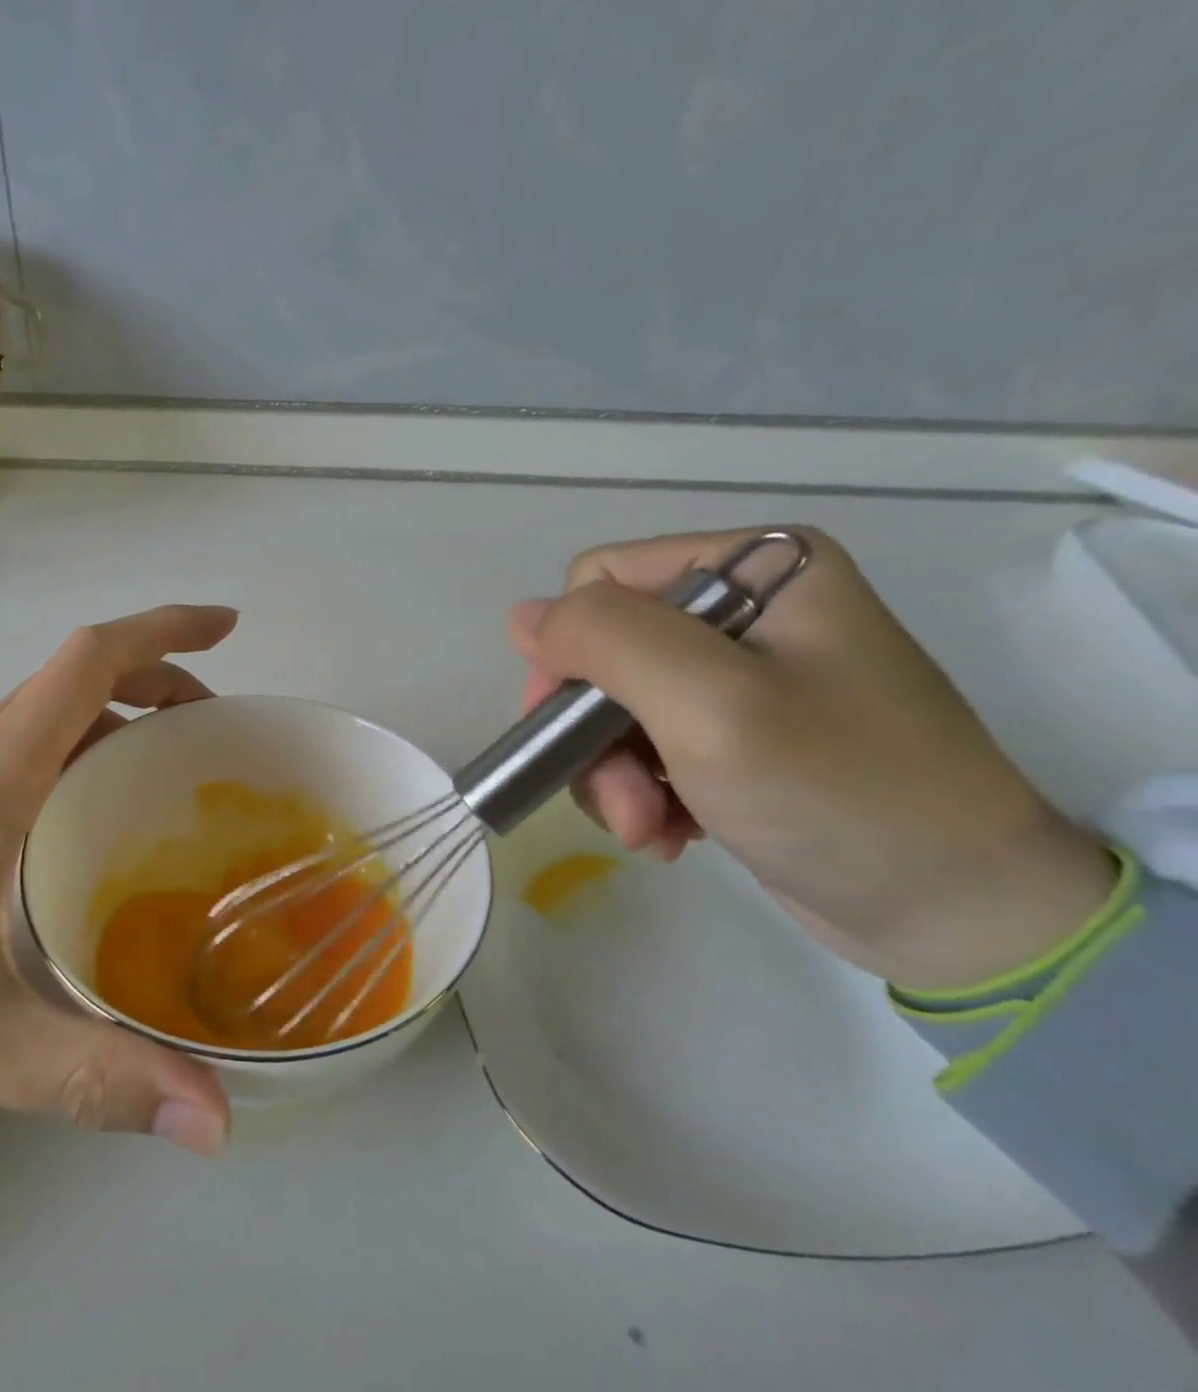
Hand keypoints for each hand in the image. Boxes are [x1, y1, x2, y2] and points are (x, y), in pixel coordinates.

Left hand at [0, 605, 238, 1155]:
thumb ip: (90, 1077)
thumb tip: (213, 1117)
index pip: (90, 660)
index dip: (165, 631)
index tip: (227, 628)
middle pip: (81, 675)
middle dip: (162, 680)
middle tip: (218, 733)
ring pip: (54, 709)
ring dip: (123, 712)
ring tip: (175, 771)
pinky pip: (28, 744)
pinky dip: (84, 748)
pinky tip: (94, 818)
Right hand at [510, 528, 1114, 990]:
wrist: (961, 917)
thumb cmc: (840, 794)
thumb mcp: (710, 704)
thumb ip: (607, 640)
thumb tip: (523, 619)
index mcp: (759, 567)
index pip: (601, 582)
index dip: (572, 654)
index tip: (576, 732)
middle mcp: (747, 608)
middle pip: (603, 650)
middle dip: (595, 734)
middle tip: (624, 805)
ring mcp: (743, 674)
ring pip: (613, 704)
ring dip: (615, 775)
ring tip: (649, 830)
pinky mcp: (738, 732)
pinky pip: (646, 743)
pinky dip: (643, 792)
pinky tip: (671, 834)